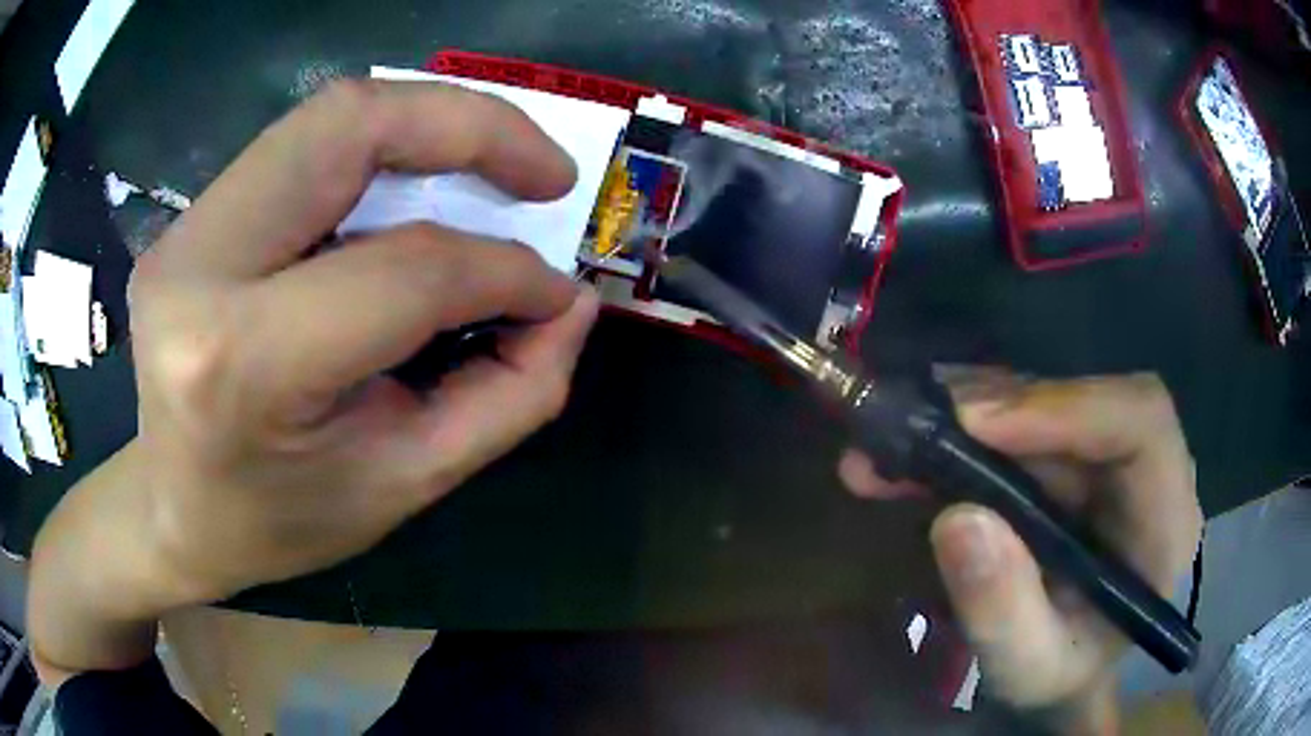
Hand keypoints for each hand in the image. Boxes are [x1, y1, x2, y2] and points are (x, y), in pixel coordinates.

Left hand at [30, 80, 598, 678]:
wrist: (172, 512)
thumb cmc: (278, 521)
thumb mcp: (403, 485)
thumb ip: (505, 398)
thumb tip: (568, 305)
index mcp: (240, 360)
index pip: (401, 271)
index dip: (500, 271)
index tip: (555, 292)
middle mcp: (199, 266)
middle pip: (349, 124)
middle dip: (471, 126)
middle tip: (546, 173)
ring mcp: (185, 230)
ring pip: (327, 117)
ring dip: (429, 124)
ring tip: (494, 167)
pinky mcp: (191, 218)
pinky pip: (302, 148)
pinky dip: (380, 149)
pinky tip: (415, 185)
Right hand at [839, 374, 1200, 733]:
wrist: (1065, 674)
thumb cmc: (1061, 677)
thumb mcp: (1030, 669)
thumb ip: (1004, 612)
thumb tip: (958, 520)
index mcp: (1164, 518)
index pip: (1140, 422)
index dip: (1065, 406)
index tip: (975, 424)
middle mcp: (1144, 467)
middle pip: (1082, 398)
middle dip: (994, 409)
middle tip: (909, 429)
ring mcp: (1105, 455)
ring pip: (1042, 400)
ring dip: (963, 414)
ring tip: (887, 444)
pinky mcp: (1069, 454)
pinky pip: (1018, 419)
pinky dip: (959, 429)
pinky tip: (909, 451)